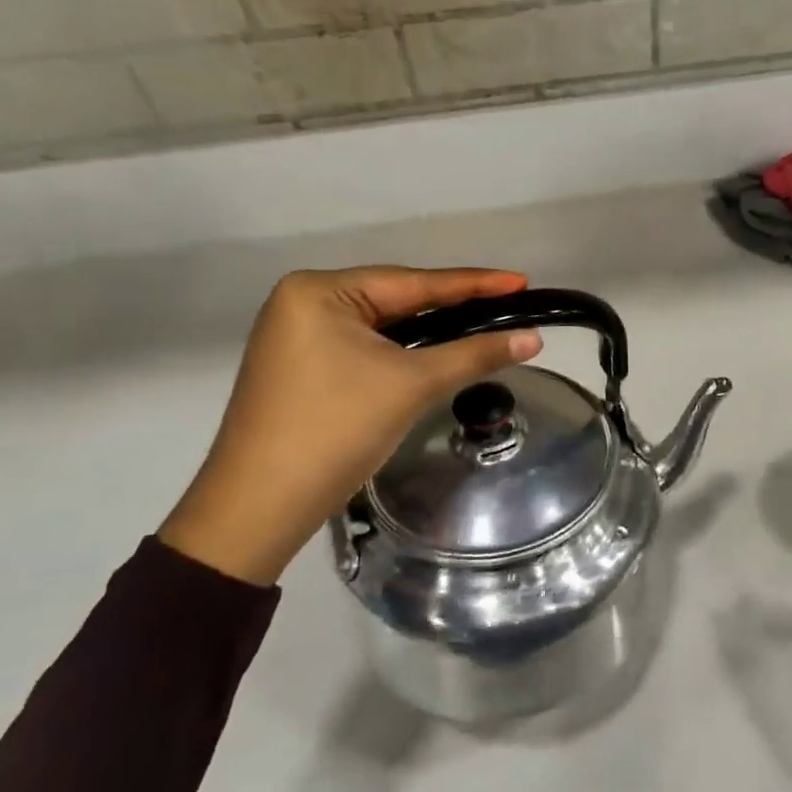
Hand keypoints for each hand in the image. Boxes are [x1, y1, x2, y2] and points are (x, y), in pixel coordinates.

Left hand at [159, 266, 542, 585]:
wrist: (257, 509)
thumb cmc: (334, 431)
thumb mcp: (411, 385)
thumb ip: (473, 354)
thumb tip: (533, 339)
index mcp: (319, 291)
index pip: (413, 282)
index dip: (474, 284)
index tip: (520, 282)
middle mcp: (303, 302)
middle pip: (396, 300)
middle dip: (452, 308)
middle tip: (508, 306)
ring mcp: (298, 336)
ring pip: (382, 327)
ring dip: (430, 332)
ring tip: (483, 325)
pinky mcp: (301, 368)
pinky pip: (364, 348)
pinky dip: (402, 353)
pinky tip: (435, 353)